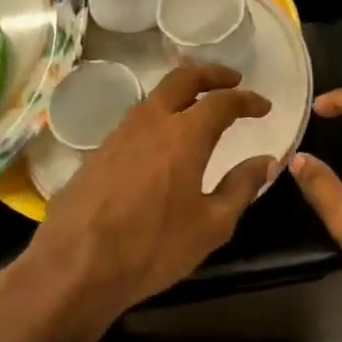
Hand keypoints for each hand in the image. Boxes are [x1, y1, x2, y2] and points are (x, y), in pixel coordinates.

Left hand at [21, 62, 274, 331]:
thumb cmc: (152, 247)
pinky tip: (163, 140)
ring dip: (182, 93)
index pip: (222, 102)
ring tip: (199, 107)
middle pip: (183, 78)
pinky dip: (159, 116)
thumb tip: (267, 162)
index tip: (263, 106)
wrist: (74, 266)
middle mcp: (151, 121)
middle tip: (232, 81)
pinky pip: (137, 120)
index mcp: (184, 134)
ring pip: (156, 96)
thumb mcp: (211, 225)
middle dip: (211, 74)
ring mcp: (120, 133)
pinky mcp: (99, 151)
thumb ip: (242, 187)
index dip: (247, 100)